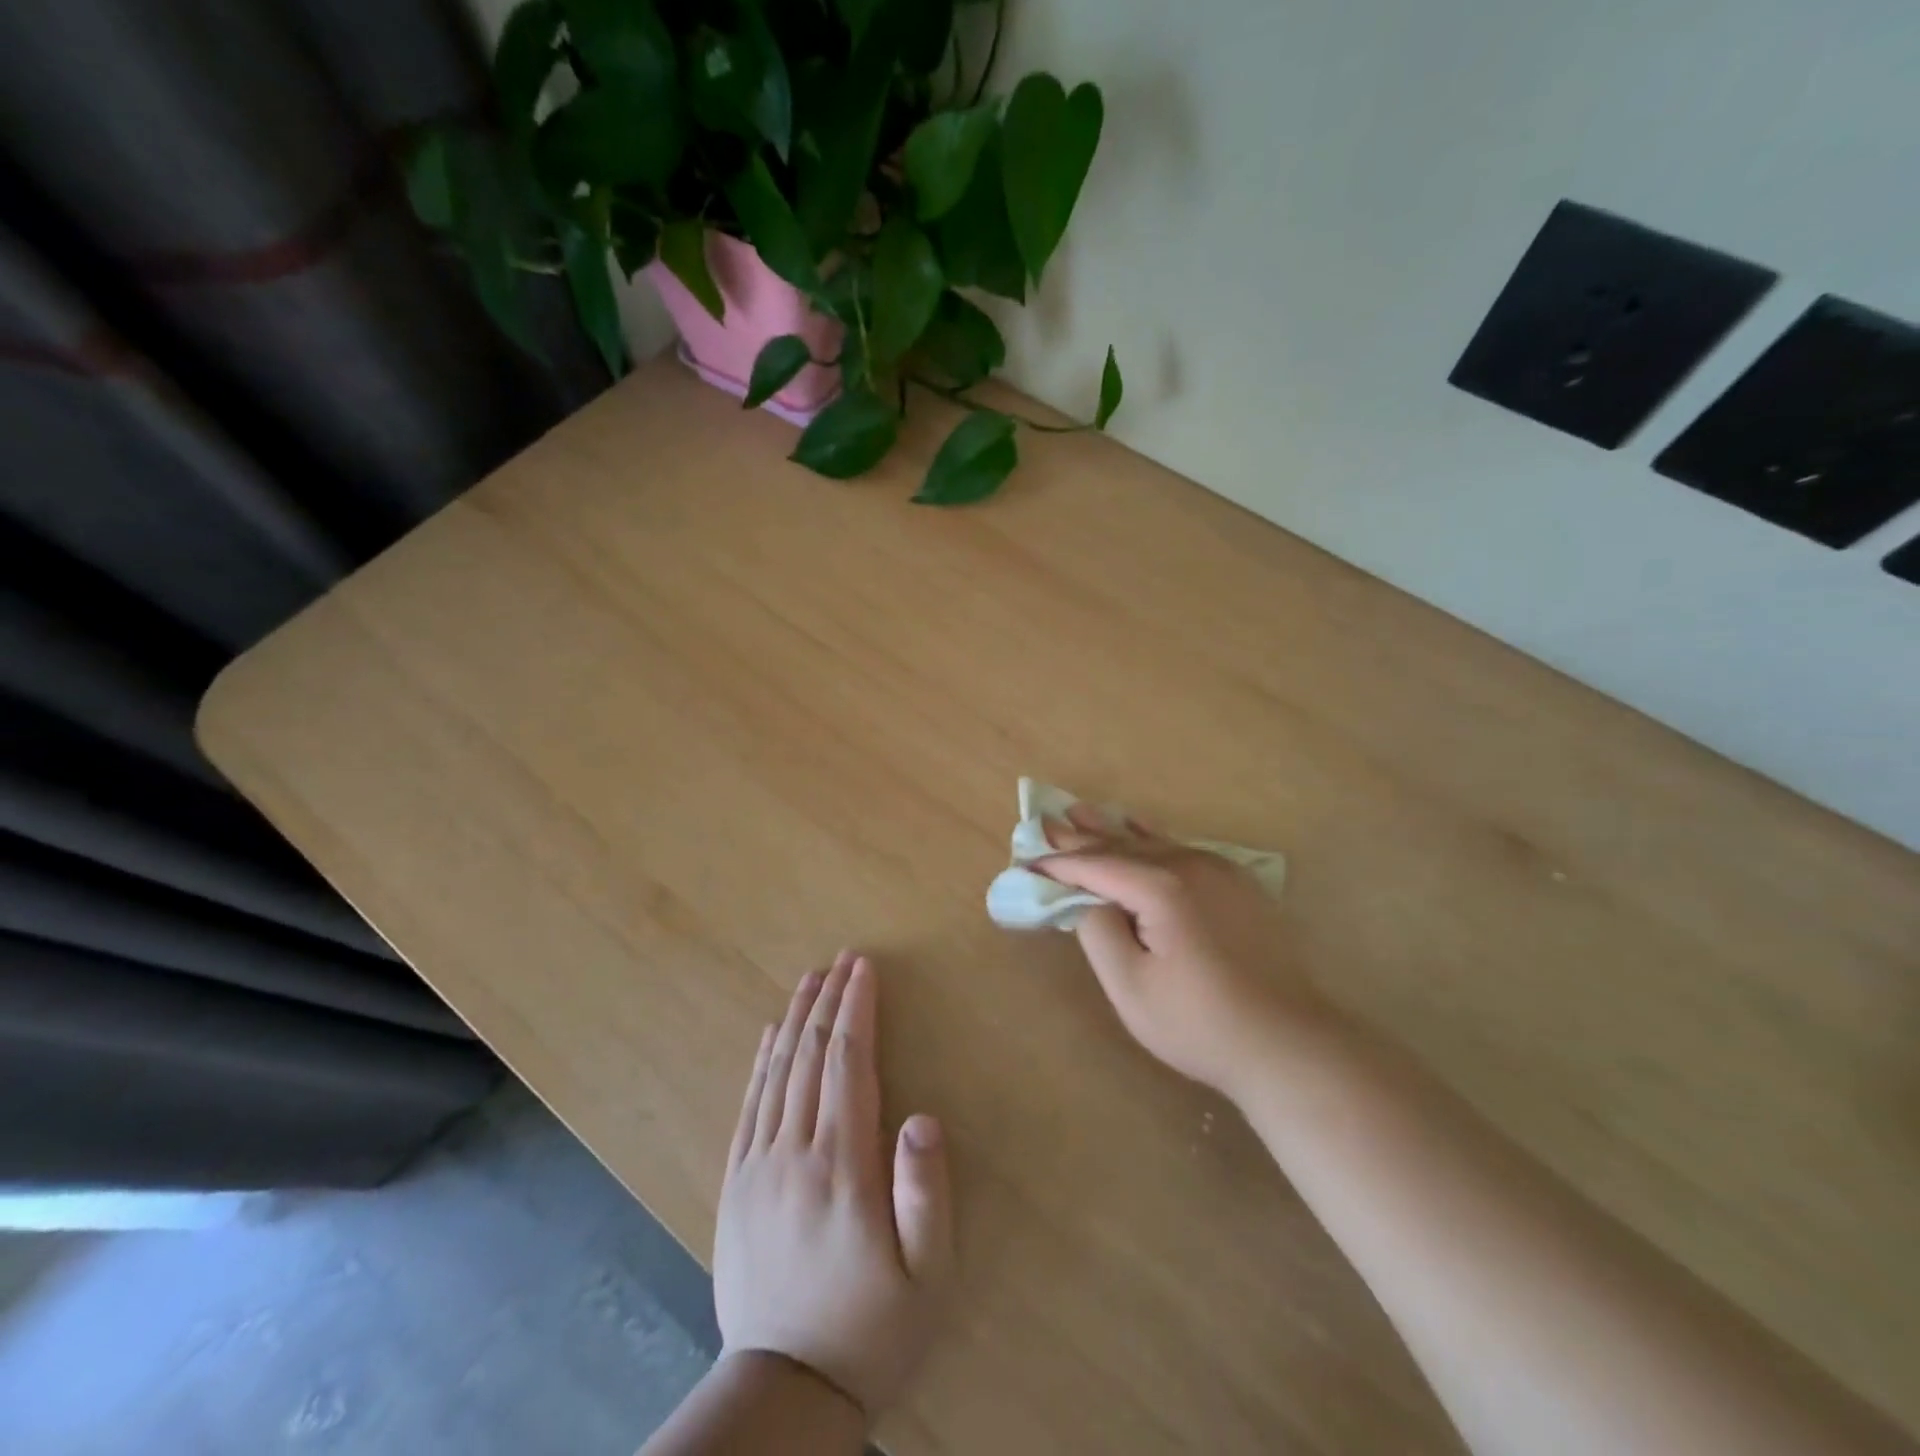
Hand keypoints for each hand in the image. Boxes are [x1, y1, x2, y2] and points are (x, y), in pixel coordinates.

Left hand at [715, 951, 954, 1421]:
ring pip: (776, 1071)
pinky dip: (761, 1060)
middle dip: (829, 1001)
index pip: (848, 1063)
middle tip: (842, 959)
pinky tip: (769, 1034)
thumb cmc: (871, 1328)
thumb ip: (927, 1193)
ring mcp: (758, 1166)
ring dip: (795, 1018)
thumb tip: (923, 1116)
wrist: (784, 1391)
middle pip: (811, 1056)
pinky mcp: (736, 1183)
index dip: (857, 1009)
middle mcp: (794, 1152)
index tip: (864, 968)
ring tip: (810, 979)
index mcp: (842, 1166)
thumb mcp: (926, 1276)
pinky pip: (748, 1105)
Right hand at [1038, 808, 1330, 1097]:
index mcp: (1163, 888)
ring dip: (1114, 831)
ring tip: (1081, 812)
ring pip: (1154, 843)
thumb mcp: (1131, 987)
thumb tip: (1088, 900)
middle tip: (1046, 820)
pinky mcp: (1238, 885)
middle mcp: (1191, 866)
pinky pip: (1183, 850)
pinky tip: (1139, 826)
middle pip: (1124, 846)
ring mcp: (1220, 872)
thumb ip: (1099, 933)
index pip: (1097, 867)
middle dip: (1082, 837)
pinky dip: (1153, 839)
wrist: (1288, 1044)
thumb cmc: (1200, 1023)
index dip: (1060, 864)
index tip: (1027, 859)